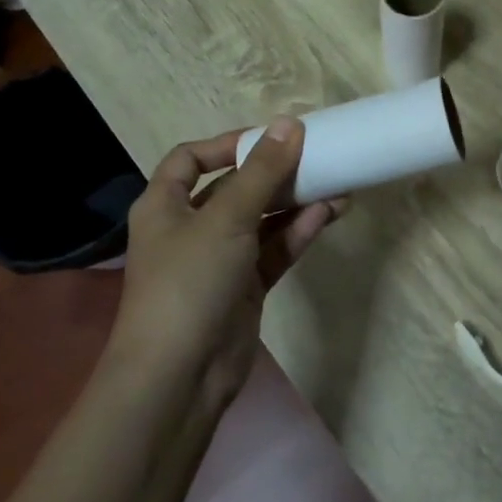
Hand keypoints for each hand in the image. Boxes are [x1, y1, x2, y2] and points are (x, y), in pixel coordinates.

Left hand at [114, 118, 343, 407]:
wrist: (179, 378)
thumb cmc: (189, 282)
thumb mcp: (226, 218)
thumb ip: (262, 171)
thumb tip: (289, 123)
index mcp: (164, 205)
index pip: (190, 159)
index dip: (227, 144)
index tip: (269, 138)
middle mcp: (190, 228)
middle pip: (235, 187)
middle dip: (274, 173)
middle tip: (316, 156)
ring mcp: (219, 260)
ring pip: (261, 219)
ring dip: (295, 202)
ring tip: (337, 183)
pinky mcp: (245, 288)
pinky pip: (274, 249)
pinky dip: (297, 231)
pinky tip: (328, 214)